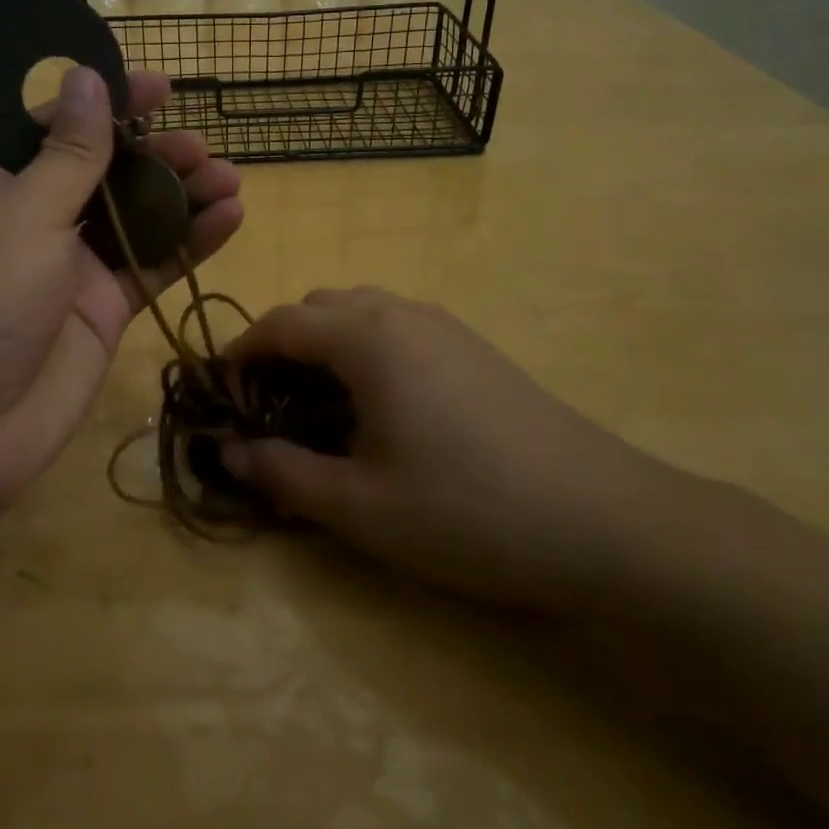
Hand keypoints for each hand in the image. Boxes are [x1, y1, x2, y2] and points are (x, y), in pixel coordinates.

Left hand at [0, 66, 242, 513]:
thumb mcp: (20, 217)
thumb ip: (68, 154)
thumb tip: (87, 76)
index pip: (53, 127)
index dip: (105, 102)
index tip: (159, 86)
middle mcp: (31, 221)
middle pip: (102, 171)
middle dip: (152, 154)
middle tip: (199, 148)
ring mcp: (68, 269)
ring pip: (134, 218)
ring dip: (180, 195)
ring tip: (227, 179)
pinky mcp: (100, 313)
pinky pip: (150, 267)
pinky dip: (188, 244)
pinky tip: (229, 219)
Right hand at [222, 287, 695, 612]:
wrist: (607, 521)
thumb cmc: (467, 510)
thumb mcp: (359, 506)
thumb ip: (281, 474)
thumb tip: (226, 453)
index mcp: (366, 337)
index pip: (280, 323)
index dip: (240, 354)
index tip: (221, 394)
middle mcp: (402, 313)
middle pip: (318, 307)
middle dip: (281, 346)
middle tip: (269, 405)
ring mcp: (446, 326)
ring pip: (361, 311)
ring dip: (325, 345)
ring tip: (320, 407)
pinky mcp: (476, 348)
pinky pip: (398, 327)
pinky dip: (366, 350)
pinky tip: (381, 409)